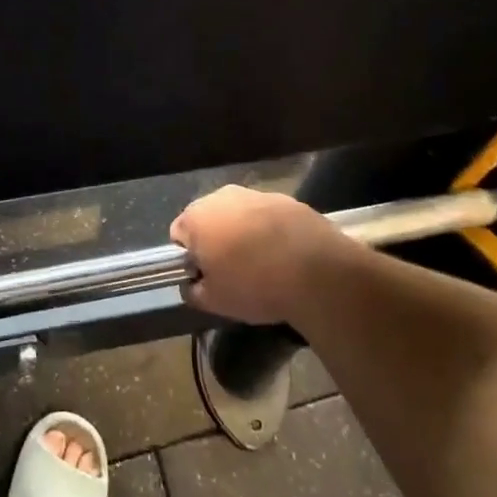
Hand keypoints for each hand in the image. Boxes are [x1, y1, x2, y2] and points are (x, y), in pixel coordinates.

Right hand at [170, 185, 360, 324]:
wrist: (318, 273)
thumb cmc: (255, 285)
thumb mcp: (214, 301)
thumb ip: (192, 291)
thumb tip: (193, 284)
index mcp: (197, 216)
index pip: (178, 234)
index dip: (189, 257)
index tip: (207, 277)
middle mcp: (223, 196)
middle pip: (210, 219)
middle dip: (216, 241)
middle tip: (232, 273)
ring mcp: (258, 194)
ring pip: (240, 216)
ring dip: (244, 235)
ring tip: (264, 266)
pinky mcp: (289, 200)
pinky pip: (269, 217)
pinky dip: (272, 232)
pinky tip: (286, 257)